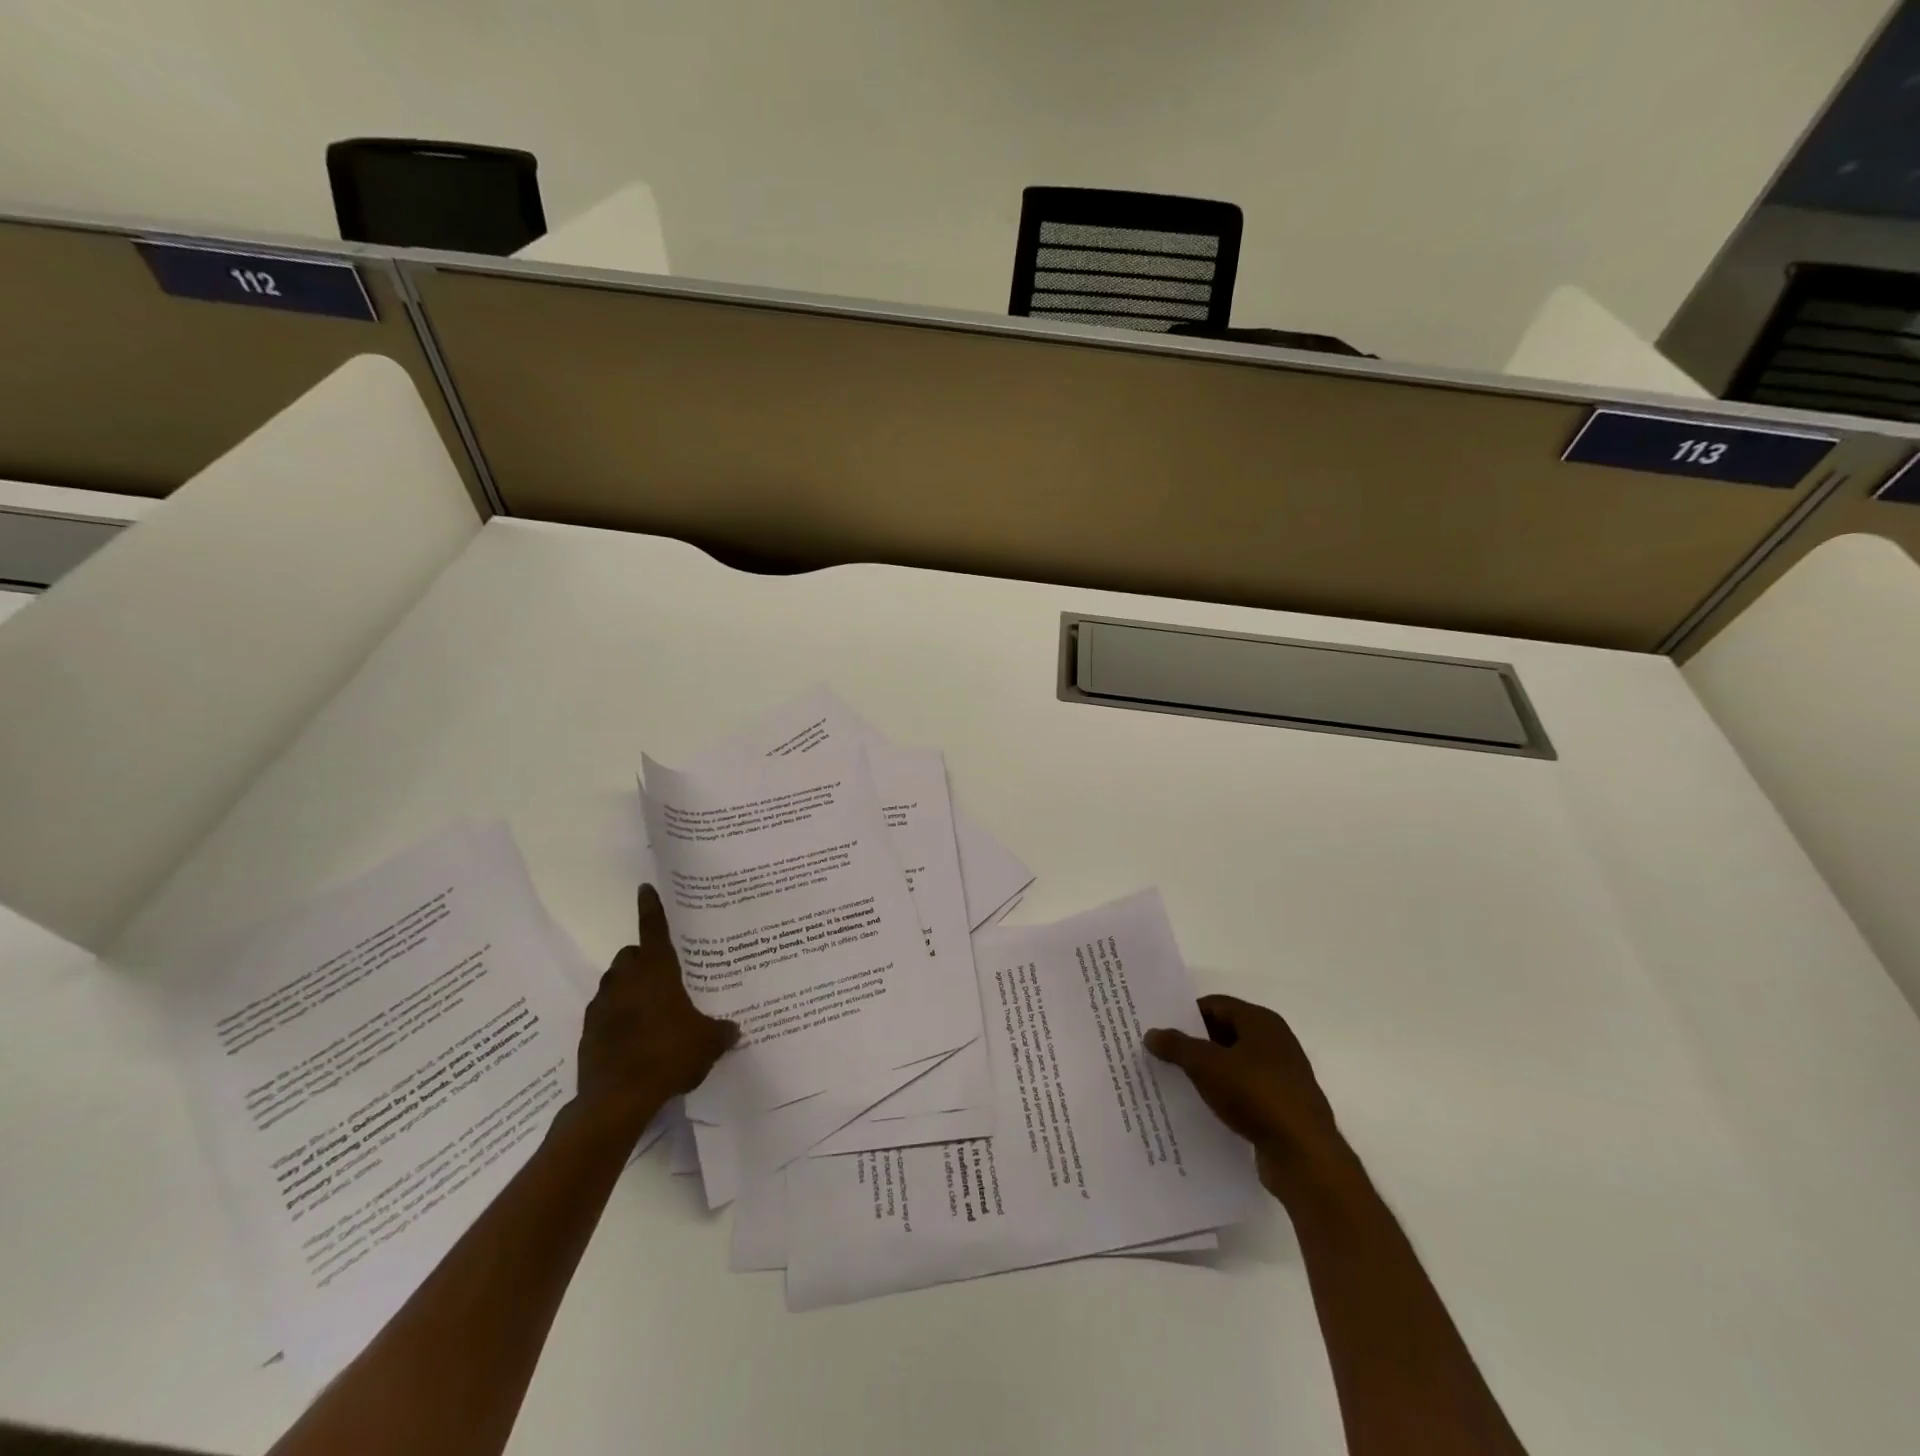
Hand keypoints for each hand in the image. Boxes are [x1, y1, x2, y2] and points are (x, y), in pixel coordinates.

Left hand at [575, 884, 738, 1132]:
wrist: (615, 1100)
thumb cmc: (668, 1056)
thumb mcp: (707, 1043)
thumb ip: (721, 1032)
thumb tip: (734, 1030)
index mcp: (656, 971)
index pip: (654, 928)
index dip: (651, 907)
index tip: (645, 888)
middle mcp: (625, 980)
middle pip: (631, 955)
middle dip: (644, 958)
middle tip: (665, 975)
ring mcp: (602, 1006)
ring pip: (615, 983)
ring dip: (629, 988)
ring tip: (651, 1010)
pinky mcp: (588, 1033)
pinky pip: (605, 1013)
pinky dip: (617, 1017)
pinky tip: (635, 1039)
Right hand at [1145, 995, 1340, 1196]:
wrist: (1304, 1154)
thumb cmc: (1255, 1094)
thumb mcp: (1206, 1065)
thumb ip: (1177, 1046)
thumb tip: (1152, 1033)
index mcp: (1261, 1021)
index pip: (1216, 1005)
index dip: (1187, 1014)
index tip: (1161, 1029)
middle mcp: (1275, 1042)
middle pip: (1226, 1032)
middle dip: (1195, 1043)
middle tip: (1163, 1054)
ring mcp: (1283, 1075)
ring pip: (1235, 1064)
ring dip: (1209, 1071)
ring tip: (1177, 1081)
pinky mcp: (1284, 1106)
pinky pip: (1246, 1091)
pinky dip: (1225, 1094)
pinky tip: (1204, 1107)